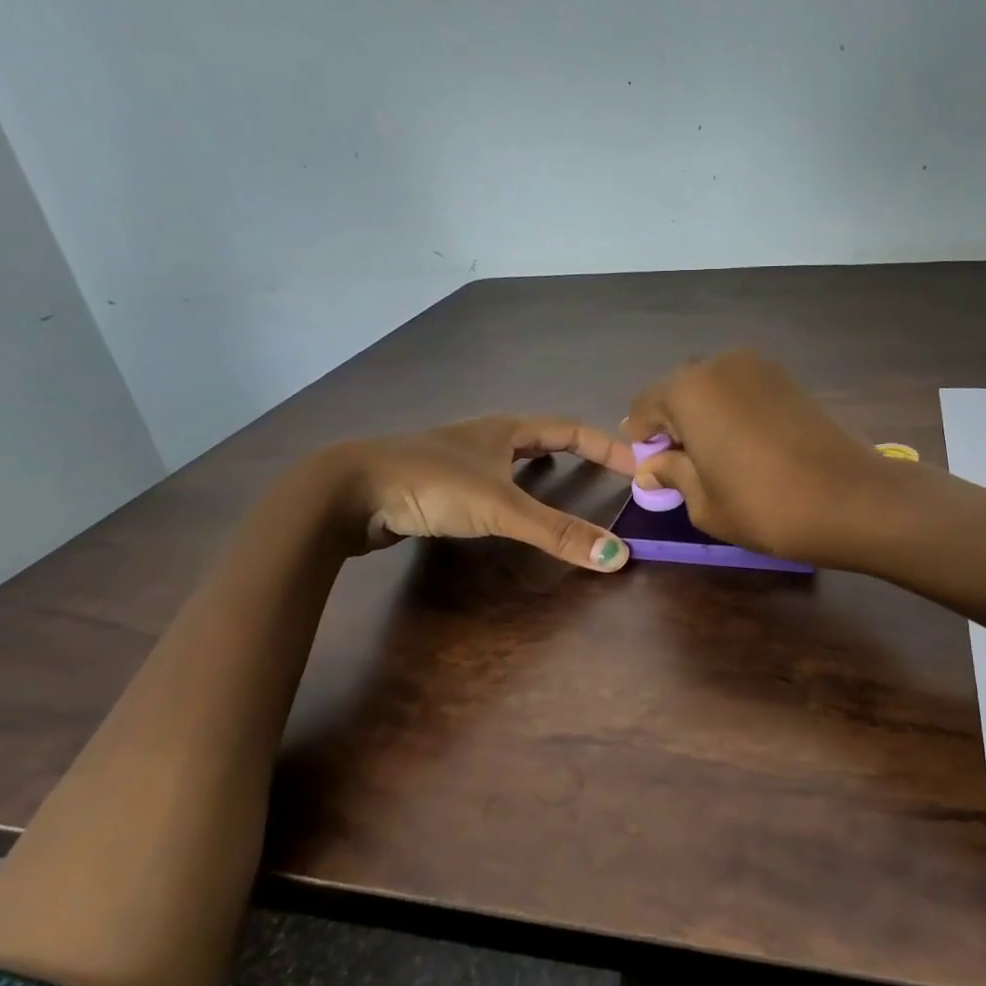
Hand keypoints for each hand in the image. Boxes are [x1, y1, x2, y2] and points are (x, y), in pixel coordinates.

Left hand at [323, 415, 635, 570]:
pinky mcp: (435, 483)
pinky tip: (505, 507)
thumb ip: (558, 532)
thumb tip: (618, 557)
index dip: (606, 445)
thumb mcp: (501, 508)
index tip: (637, 462)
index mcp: (505, 429)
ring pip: (510, 458)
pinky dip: (510, 489)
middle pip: (541, 437)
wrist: (348, 492)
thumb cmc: (432, 484)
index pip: (570, 429)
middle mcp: (483, 436)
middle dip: (576, 450)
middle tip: (606, 470)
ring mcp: (457, 458)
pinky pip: (488, 481)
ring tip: (563, 482)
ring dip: (540, 467)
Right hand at [622, 351, 898, 565]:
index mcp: (688, 390)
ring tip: (715, 458)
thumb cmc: (764, 506)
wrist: (850, 499)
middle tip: (680, 465)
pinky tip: (745, 447)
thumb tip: (653, 466)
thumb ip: (672, 474)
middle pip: (678, 390)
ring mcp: (758, 367)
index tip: (648, 470)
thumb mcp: (704, 502)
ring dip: (703, 415)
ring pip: (712, 387)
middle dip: (672, 424)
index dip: (640, 439)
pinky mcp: (787, 379)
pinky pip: (742, 390)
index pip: (644, 406)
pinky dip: (732, 411)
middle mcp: (719, 365)